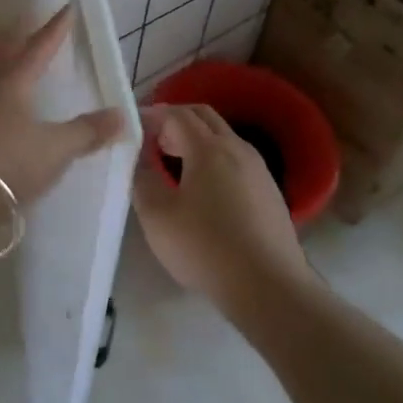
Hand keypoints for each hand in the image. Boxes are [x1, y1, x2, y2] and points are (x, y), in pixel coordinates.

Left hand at [0, 6, 125, 206]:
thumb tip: (122, 115)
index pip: (39, 47)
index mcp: (15, 81)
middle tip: (25, 19)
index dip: (55, 29)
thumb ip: (87, 132)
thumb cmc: (8, 161)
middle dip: (17, 33)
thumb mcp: (56, 149)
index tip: (65, 9)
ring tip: (3, 50)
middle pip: (3, 49)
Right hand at [134, 104, 309, 315]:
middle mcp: (238, 148)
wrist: (270, 288)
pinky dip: (214, 159)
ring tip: (173, 163)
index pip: (176, 114)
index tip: (132, 126)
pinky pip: (236, 160)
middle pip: (203, 116)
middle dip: (175, 120)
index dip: (151, 114)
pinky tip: (204, 190)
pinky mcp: (270, 192)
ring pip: (223, 137)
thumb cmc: (207, 248)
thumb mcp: (157, 217)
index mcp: (209, 148)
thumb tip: (139, 159)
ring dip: (196, 140)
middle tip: (153, 140)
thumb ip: (142, 180)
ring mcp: (259, 169)